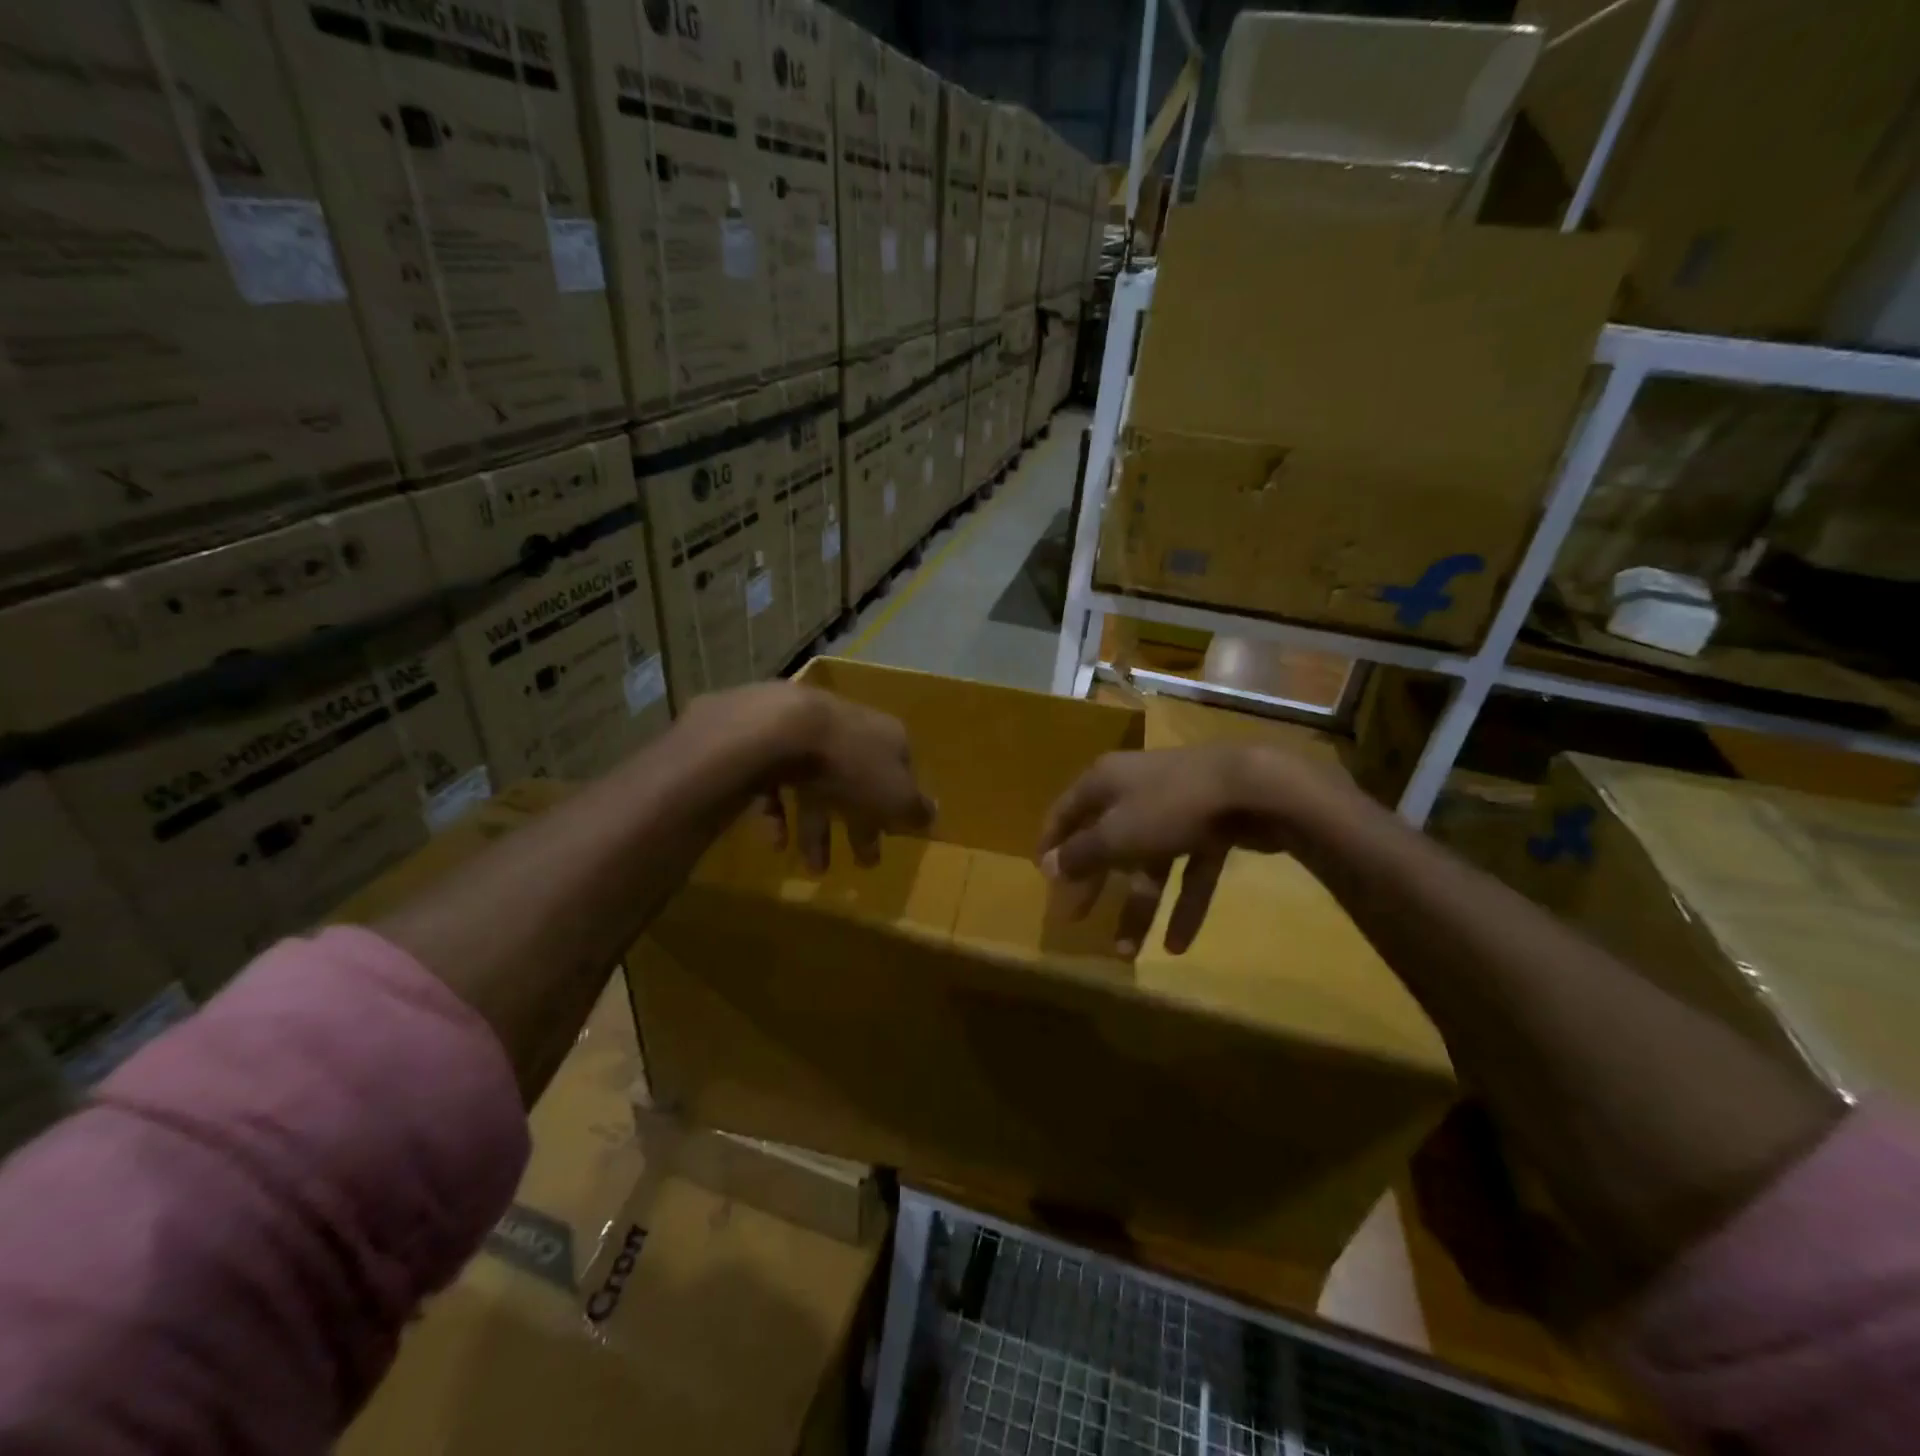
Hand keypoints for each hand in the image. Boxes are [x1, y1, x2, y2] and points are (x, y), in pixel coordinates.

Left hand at [689, 683, 935, 871]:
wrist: (786, 730)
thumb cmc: (853, 766)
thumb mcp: (896, 797)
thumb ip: (916, 810)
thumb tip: (934, 817)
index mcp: (889, 738)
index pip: (901, 773)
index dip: (898, 807)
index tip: (892, 836)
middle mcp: (852, 731)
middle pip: (859, 784)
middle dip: (860, 826)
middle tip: (861, 863)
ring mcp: (810, 734)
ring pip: (818, 787)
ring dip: (818, 831)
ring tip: (814, 870)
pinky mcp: (771, 743)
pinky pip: (779, 784)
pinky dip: (780, 814)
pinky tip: (777, 842)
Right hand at [1036, 744, 1350, 954]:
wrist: (1254, 787)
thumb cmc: (1169, 806)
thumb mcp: (1117, 834)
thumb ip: (1082, 854)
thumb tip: (1049, 866)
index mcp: (1106, 782)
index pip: (1066, 811)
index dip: (1052, 843)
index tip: (1043, 879)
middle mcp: (1136, 791)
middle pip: (1106, 841)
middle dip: (1093, 883)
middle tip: (1075, 919)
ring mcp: (1176, 809)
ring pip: (1149, 864)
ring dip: (1137, 907)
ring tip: (1126, 954)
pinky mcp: (1212, 828)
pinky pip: (1189, 871)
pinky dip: (1183, 904)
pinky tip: (1177, 945)